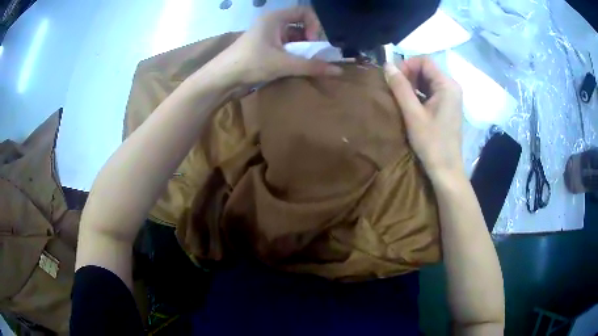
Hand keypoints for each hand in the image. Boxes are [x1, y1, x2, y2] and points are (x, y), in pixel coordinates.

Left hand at [207, 7, 342, 85]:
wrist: (222, 79)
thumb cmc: (251, 63)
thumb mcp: (283, 63)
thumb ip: (311, 66)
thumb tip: (338, 71)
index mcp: (275, 18)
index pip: (304, 12)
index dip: (314, 25)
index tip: (314, 42)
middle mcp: (272, 23)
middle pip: (300, 25)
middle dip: (310, 40)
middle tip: (313, 56)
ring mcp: (267, 36)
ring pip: (293, 38)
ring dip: (302, 51)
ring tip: (305, 64)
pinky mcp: (264, 49)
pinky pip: (285, 48)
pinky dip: (293, 57)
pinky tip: (294, 68)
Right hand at [384, 56, 463, 180]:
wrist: (446, 169)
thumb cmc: (431, 143)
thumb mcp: (413, 114)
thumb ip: (400, 87)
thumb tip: (386, 65)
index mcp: (447, 85)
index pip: (424, 60)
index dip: (407, 65)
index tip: (394, 80)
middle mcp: (452, 86)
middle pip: (427, 69)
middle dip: (409, 75)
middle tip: (395, 90)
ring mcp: (451, 97)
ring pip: (428, 80)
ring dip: (413, 85)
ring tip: (401, 98)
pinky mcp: (449, 106)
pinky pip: (432, 91)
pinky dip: (419, 93)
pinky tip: (411, 105)